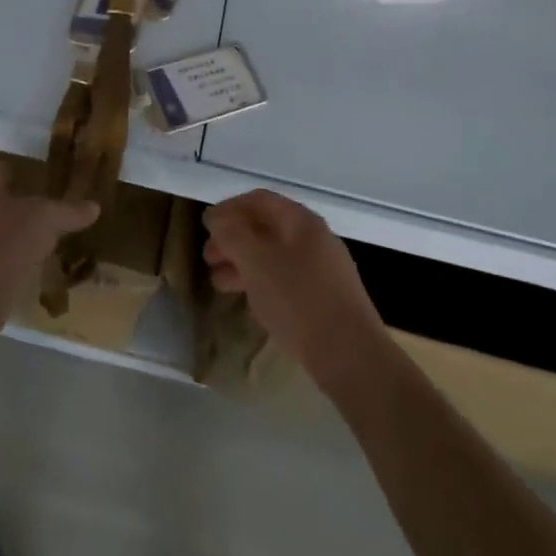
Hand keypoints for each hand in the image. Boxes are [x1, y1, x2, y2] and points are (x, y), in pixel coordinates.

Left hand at [0, 161, 98, 315]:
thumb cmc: (6, 243)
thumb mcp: (47, 220)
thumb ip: (69, 211)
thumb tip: (94, 206)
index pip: (0, 170)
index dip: (18, 170)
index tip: (40, 175)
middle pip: (1, 202)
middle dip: (24, 206)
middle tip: (54, 209)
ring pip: (2, 234)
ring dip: (23, 236)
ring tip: (52, 240)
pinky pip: (3, 262)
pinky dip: (19, 263)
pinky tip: (40, 269)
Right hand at [204, 190, 388, 393]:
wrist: (350, 356)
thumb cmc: (298, 300)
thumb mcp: (256, 262)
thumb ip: (232, 234)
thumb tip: (216, 217)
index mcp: (301, 221)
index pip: (259, 200)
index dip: (228, 208)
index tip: (205, 226)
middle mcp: (314, 238)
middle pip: (266, 227)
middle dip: (233, 239)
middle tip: (208, 258)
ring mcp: (323, 269)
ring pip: (274, 256)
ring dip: (243, 264)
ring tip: (218, 283)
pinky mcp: (325, 299)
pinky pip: (286, 279)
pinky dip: (262, 282)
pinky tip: (249, 301)